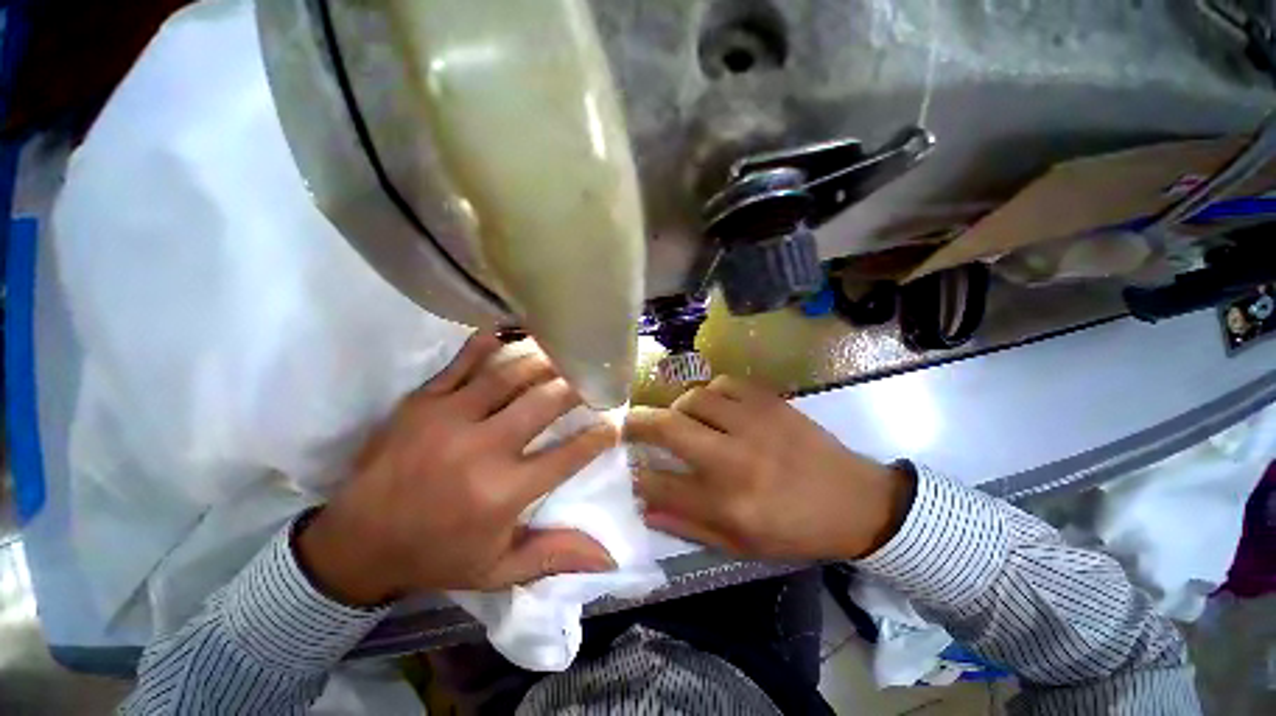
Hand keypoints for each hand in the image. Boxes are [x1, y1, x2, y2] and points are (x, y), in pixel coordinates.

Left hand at [296, 334, 617, 606]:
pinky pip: (463, 362)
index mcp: (503, 492)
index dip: (600, 435)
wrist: (354, 543)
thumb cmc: (436, 555)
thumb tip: (610, 559)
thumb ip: (556, 557)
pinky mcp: (422, 401)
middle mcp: (482, 449)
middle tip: (594, 380)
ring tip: (566, 357)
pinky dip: (490, 344)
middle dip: (578, 388)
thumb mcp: (498, 569)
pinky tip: (512, 332)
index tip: (614, 423)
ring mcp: (449, 418)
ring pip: (511, 375)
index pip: (570, 454)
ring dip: (545, 363)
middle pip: (545, 403)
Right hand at [626, 377, 912, 560]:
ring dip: (678, 408)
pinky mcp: (770, 402)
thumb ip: (688, 525)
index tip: (625, 469)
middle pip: (668, 428)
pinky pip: (725, 383)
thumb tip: (646, 506)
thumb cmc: (797, 530)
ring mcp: (754, 424)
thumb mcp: (742, 545)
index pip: (660, 484)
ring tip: (682, 419)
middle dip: (637, 424)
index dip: (634, 475)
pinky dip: (711, 393)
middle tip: (626, 424)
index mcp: (728, 503)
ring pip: (694, 398)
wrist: (857, 501)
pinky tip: (716, 408)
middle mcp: (734, 459)